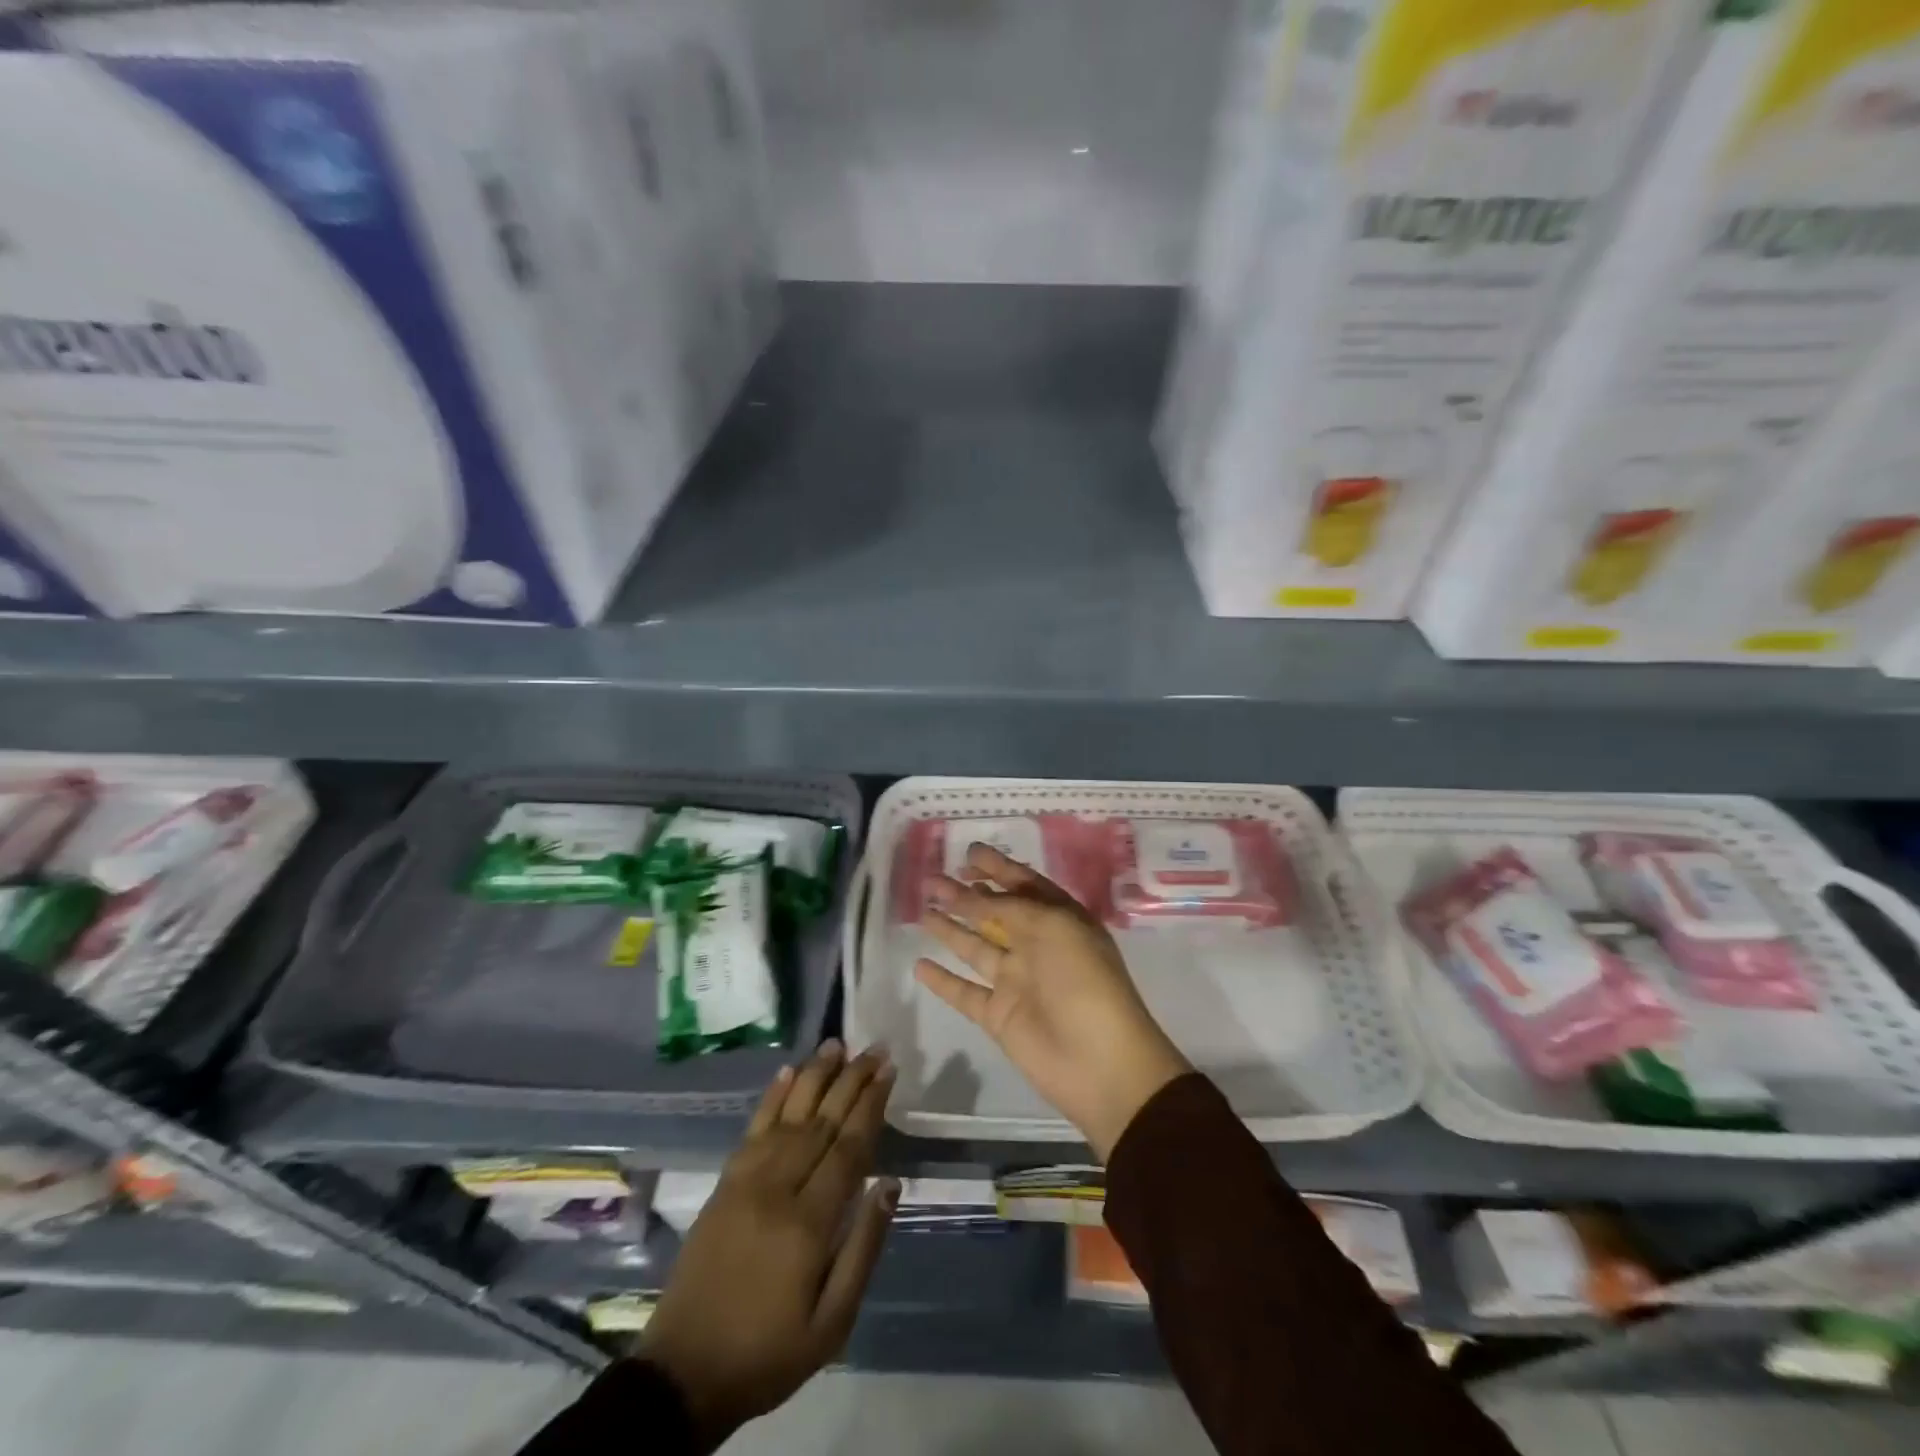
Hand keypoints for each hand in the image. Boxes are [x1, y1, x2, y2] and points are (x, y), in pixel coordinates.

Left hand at [641, 1043, 897, 1449]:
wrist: (682, 1374)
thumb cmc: (768, 1353)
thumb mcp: (832, 1324)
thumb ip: (864, 1249)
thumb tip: (889, 1184)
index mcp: (808, 1224)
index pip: (848, 1148)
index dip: (871, 1105)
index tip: (889, 1070)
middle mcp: (777, 1189)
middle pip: (822, 1121)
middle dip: (851, 1080)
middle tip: (875, 1047)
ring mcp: (745, 1181)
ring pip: (788, 1115)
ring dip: (815, 1076)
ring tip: (837, 1043)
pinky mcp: (723, 1184)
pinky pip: (752, 1128)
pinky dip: (772, 1096)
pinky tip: (788, 1071)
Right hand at [915, 844, 1191, 1159]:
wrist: (1100, 1062)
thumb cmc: (1084, 981)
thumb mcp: (1052, 927)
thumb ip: (1008, 908)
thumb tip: (972, 897)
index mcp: (1060, 920)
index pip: (1025, 885)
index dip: (998, 868)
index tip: (969, 854)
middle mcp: (1038, 945)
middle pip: (995, 913)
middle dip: (966, 894)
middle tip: (933, 879)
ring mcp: (1017, 981)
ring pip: (976, 947)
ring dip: (950, 928)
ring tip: (922, 909)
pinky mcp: (999, 1015)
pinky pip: (965, 992)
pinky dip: (943, 980)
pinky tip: (919, 964)